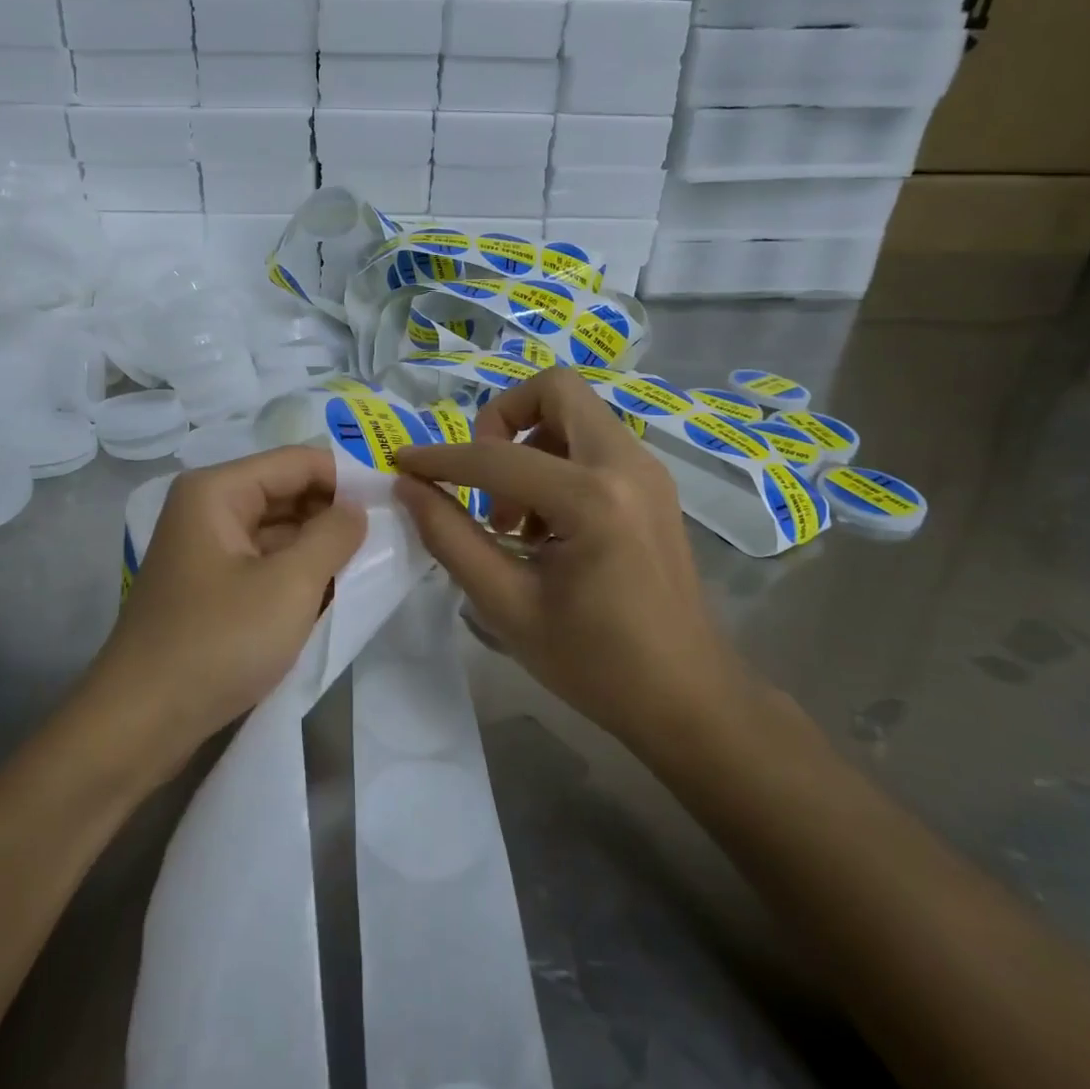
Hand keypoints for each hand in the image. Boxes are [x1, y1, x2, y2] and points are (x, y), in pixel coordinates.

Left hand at [88, 447, 366, 775]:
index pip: (298, 462)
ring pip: (279, 531)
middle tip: (391, 536)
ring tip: (373, 564)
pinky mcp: (211, 587)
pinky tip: (335, 592)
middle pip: (287, 493)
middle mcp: (208, 508)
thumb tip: (359, 508)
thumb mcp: (290, 585)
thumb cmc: (217, 643)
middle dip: (336, 514)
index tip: (396, 502)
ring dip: (321, 547)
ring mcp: (207, 550)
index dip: (349, 476)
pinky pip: (265, 563)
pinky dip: (298, 573)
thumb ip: (334, 535)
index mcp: (218, 491)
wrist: (138, 724)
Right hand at [394, 368, 743, 753]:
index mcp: (593, 498)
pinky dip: (556, 463)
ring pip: (575, 414)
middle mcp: (627, 465)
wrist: (687, 698)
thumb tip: (408, 487)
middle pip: (555, 390)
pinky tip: (544, 528)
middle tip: (481, 479)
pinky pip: (593, 443)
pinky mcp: (653, 485)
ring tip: (512, 519)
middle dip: (501, 421)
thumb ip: (450, 537)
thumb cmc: (595, 663)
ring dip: (529, 446)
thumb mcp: (506, 605)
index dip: (439, 459)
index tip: (402, 465)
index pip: (496, 456)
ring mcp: (647, 471)